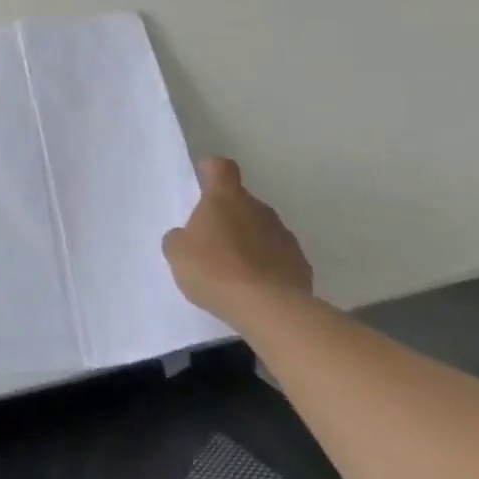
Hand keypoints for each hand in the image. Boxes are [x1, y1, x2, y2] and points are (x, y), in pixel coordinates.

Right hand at [164, 157, 313, 324]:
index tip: (203, 182)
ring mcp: (285, 237)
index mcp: (226, 198)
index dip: (211, 171)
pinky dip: (268, 267)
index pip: (221, 168)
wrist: (268, 310)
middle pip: (242, 202)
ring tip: (233, 269)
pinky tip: (254, 288)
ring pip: (262, 230)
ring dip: (250, 241)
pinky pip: (279, 258)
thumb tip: (186, 237)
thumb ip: (179, 238)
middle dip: (229, 216)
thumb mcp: (177, 252)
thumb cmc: (213, 269)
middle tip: (211, 240)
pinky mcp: (302, 266)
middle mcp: (259, 209)